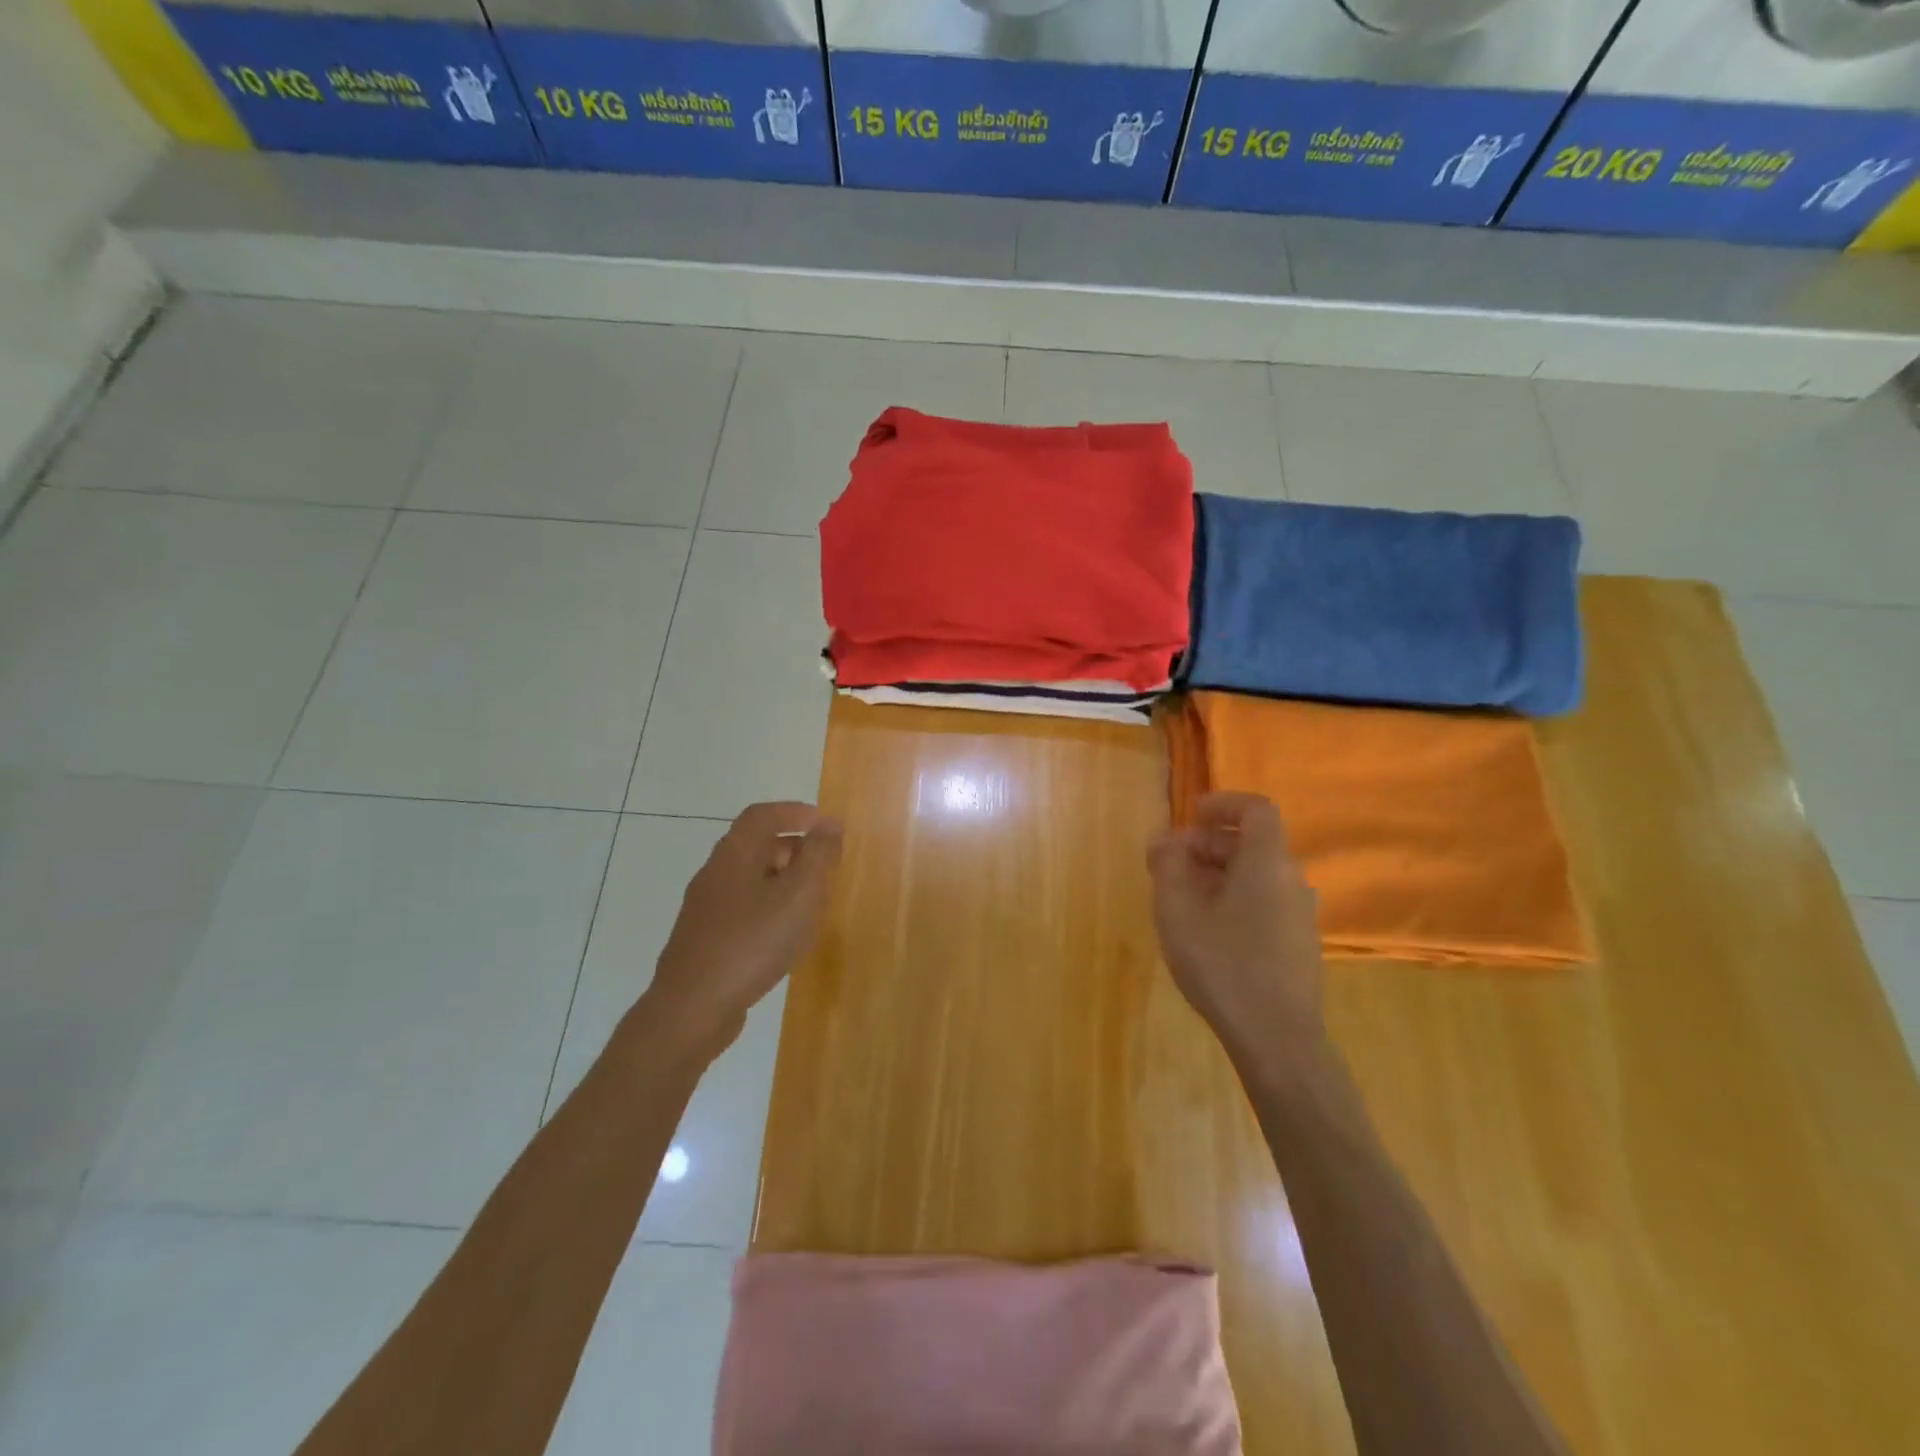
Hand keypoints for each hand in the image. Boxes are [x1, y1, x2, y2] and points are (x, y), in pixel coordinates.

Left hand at [645, 802, 842, 1056]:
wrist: (692, 1008)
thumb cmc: (752, 942)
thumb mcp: (799, 894)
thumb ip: (818, 855)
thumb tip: (829, 823)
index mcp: (735, 854)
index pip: (763, 815)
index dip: (795, 812)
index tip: (825, 824)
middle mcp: (715, 873)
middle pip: (755, 844)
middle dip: (793, 847)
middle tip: (825, 865)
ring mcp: (705, 908)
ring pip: (750, 878)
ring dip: (783, 880)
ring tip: (813, 901)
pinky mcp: (705, 938)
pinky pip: (743, 908)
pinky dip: (769, 907)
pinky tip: (785, 935)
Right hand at [1148, 792, 1326, 1064]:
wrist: (1277, 1038)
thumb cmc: (1223, 963)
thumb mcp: (1178, 910)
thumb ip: (1168, 865)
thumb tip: (1165, 839)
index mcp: (1267, 862)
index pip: (1256, 809)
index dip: (1223, 803)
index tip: (1191, 815)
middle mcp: (1292, 879)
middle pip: (1252, 843)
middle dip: (1207, 844)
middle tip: (1168, 864)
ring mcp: (1300, 913)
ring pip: (1257, 874)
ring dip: (1218, 873)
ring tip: (1181, 897)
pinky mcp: (1299, 942)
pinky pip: (1265, 901)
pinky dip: (1234, 897)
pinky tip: (1207, 928)